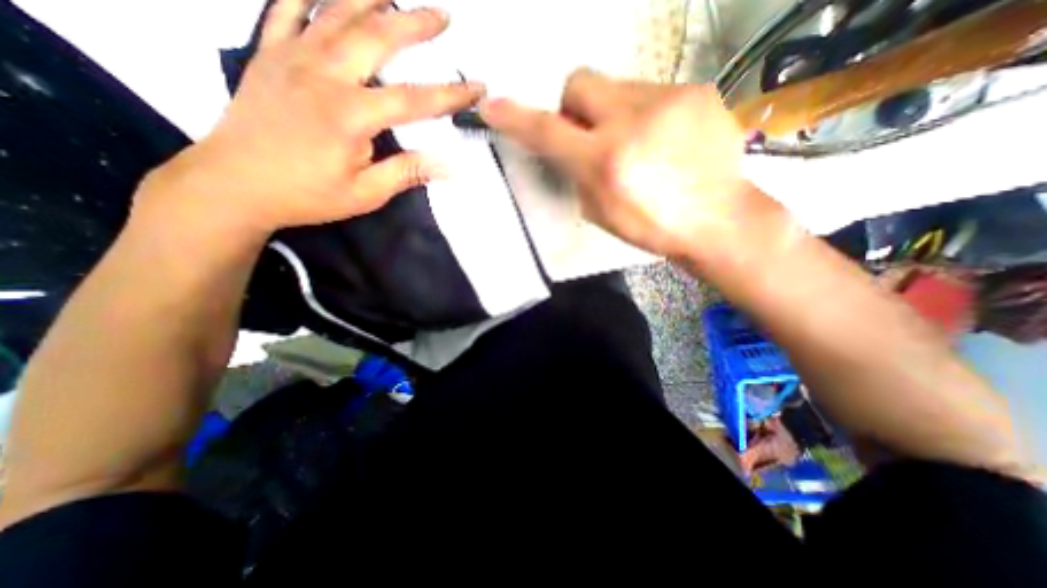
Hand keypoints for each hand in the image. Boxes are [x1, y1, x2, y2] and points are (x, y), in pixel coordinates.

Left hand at [134, 0, 486, 241]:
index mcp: (351, 115)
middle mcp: (324, 75)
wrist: (234, 184)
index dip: (449, 94)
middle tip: (442, 16)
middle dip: (414, 24)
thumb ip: (405, 173)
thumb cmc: (306, 194)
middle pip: (376, 37)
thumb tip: (447, 166)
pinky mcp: (268, 55)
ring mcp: (292, 58)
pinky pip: (286, 10)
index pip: (413, 100)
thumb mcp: (365, 193)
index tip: (476, 87)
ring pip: (334, 13)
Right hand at [477, 67, 766, 257]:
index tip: (493, 106)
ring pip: (617, 86)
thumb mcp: (600, 211)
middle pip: (581, 81)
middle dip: (574, 106)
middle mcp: (632, 121)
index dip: (515, 119)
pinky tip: (663, 140)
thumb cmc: (651, 227)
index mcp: (605, 162)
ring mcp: (668, 100)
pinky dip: (644, 114)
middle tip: (587, 133)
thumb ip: (577, 174)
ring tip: (635, 143)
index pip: (548, 132)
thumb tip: (571, 148)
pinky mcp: (696, 91)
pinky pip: (651, 92)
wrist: (716, 219)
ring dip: (612, 112)